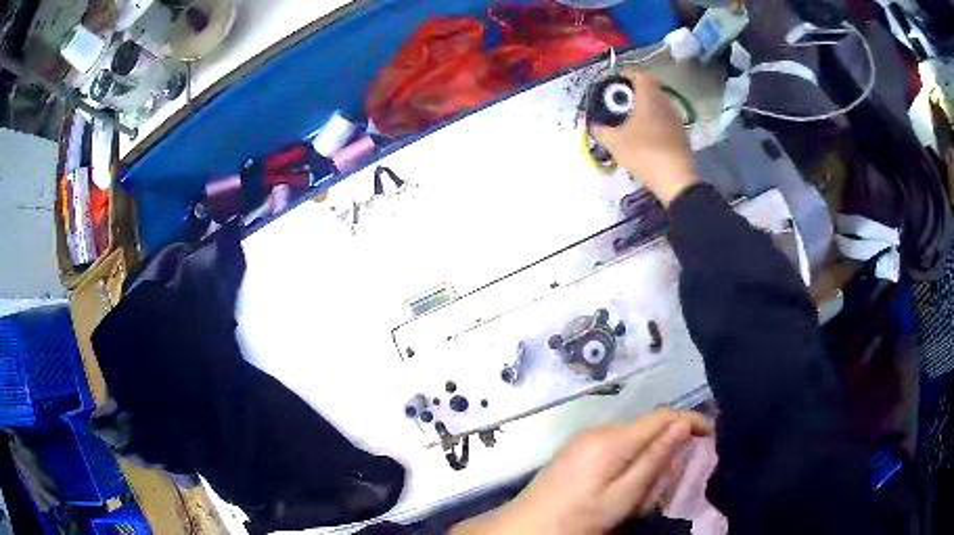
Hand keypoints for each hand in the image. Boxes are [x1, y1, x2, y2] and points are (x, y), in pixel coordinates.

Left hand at [451, 408, 711, 534]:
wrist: (527, 527)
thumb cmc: (579, 517)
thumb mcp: (624, 496)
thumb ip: (654, 459)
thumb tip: (683, 425)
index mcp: (612, 439)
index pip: (662, 416)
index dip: (689, 421)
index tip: (710, 435)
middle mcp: (598, 430)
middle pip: (647, 425)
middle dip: (669, 440)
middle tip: (681, 468)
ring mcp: (584, 438)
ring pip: (632, 434)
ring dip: (650, 449)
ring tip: (656, 479)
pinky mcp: (576, 449)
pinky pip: (614, 444)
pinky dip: (630, 455)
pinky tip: (629, 479)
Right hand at [591, 70, 697, 205]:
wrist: (677, 180)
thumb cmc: (644, 153)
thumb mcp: (614, 142)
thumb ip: (600, 130)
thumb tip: (591, 124)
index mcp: (650, 97)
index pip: (639, 74)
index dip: (624, 75)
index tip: (611, 83)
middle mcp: (665, 103)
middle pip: (648, 88)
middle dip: (631, 92)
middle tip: (616, 103)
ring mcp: (676, 119)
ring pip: (657, 105)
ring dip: (642, 108)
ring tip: (627, 120)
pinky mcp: (681, 135)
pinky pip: (663, 120)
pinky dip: (652, 121)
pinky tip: (643, 136)